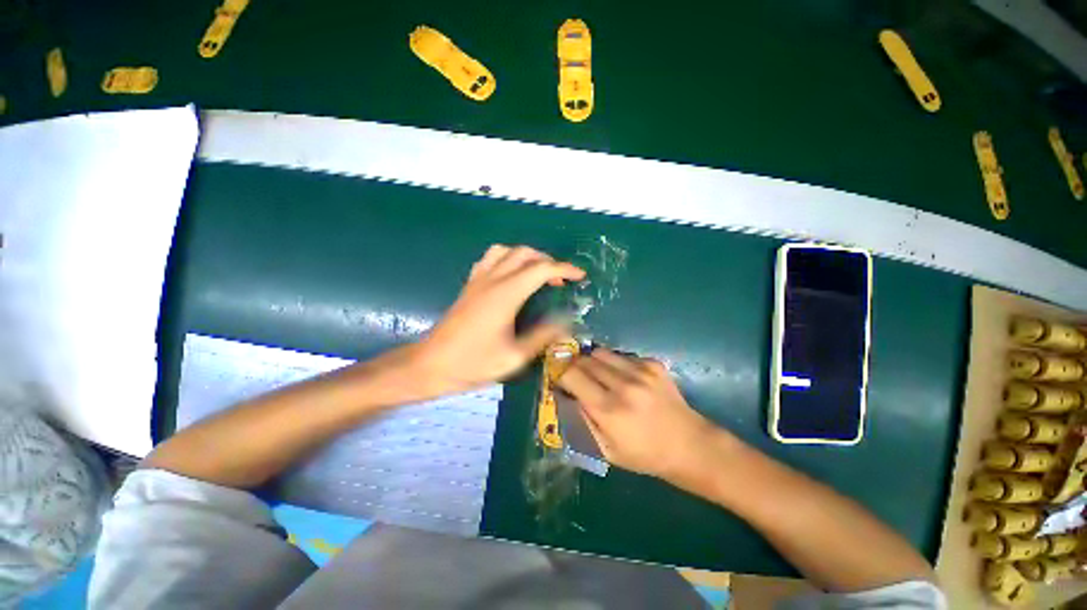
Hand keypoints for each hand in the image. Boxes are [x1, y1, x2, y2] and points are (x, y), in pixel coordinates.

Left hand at [418, 245, 584, 392]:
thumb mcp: (514, 357)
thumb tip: (566, 322)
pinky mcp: (469, 285)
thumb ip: (542, 336)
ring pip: (506, 251)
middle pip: (525, 253)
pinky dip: (507, 258)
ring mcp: (478, 279)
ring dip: (527, 257)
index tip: (580, 276)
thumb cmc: (473, 363)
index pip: (541, 270)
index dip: (565, 269)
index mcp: (506, 294)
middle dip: (548, 261)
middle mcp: (492, 280)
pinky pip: (490, 258)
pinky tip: (511, 275)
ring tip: (538, 274)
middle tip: (560, 281)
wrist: (431, 364)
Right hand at [557, 348, 718, 480]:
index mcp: (608, 410)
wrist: (689, 445)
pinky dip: (615, 363)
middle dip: (574, 367)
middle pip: (584, 360)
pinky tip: (624, 378)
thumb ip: (582, 421)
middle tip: (577, 378)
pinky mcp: (652, 364)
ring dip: (593, 362)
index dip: (560, 374)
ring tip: (599, 376)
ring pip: (600, 352)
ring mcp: (640, 371)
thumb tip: (565, 395)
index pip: (570, 375)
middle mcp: (623, 385)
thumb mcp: (605, 450)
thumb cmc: (644, 455)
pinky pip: (621, 355)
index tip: (559, 380)